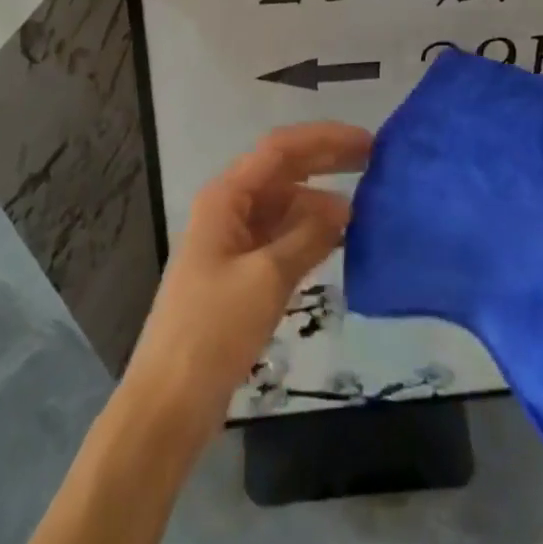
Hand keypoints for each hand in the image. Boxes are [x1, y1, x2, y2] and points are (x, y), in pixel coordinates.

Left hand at [124, 121, 372, 427]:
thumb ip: (308, 236)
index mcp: (226, 196)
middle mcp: (229, 208)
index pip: (280, 149)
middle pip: (283, 171)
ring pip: (284, 206)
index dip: (324, 139)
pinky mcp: (240, 273)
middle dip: (326, 162)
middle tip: (374, 162)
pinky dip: (309, 234)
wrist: (168, 404)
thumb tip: (345, 206)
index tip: (366, 142)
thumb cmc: (212, 331)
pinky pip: (281, 237)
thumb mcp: (266, 278)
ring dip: (320, 203)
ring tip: (365, 209)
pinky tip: (339, 242)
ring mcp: (234, 241)